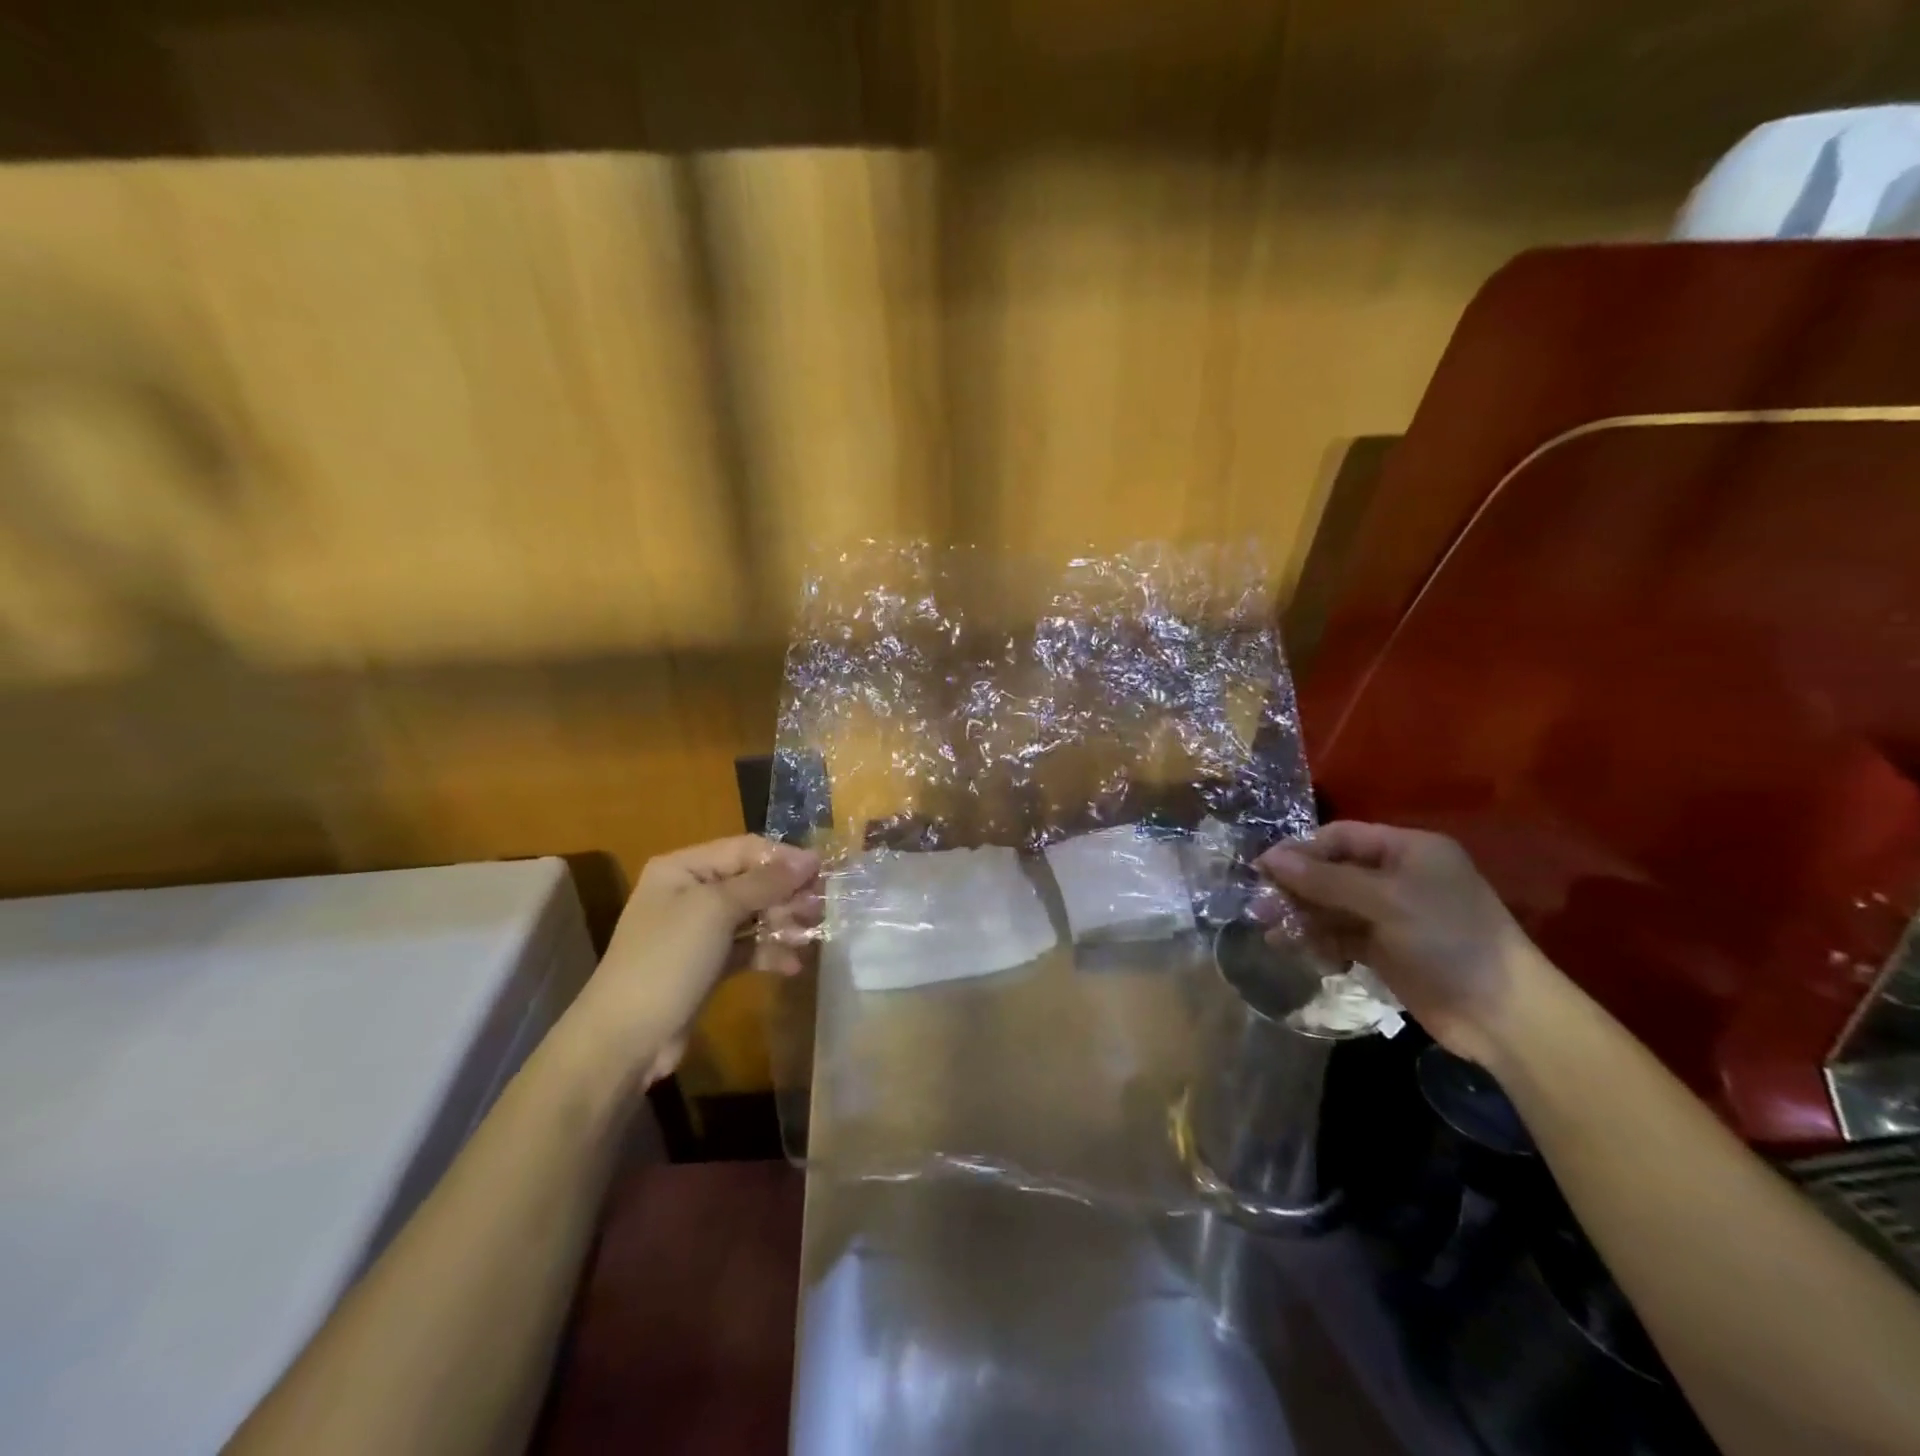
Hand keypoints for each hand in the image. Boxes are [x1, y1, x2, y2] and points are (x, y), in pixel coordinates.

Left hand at [577, 836, 820, 1083]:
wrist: (625, 1038)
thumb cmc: (668, 959)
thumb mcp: (716, 910)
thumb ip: (765, 882)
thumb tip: (809, 858)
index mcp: (683, 868)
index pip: (745, 849)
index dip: (784, 858)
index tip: (822, 873)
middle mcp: (690, 892)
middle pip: (752, 881)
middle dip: (786, 894)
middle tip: (819, 910)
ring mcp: (699, 931)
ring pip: (753, 915)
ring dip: (783, 924)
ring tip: (808, 938)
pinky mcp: (708, 965)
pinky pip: (747, 947)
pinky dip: (769, 953)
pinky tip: (791, 966)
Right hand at [1256, 822, 1554, 1066]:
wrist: (1503, 1015)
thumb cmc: (1448, 939)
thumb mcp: (1384, 901)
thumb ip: (1324, 879)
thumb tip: (1268, 859)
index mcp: (1407, 850)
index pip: (1340, 837)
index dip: (1301, 851)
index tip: (1263, 869)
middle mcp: (1398, 876)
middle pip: (1332, 871)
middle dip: (1297, 888)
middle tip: (1260, 907)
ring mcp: (1392, 914)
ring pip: (1332, 906)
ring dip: (1303, 918)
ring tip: (1274, 935)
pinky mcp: (1387, 949)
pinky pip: (1342, 935)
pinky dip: (1321, 942)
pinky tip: (1302, 953)